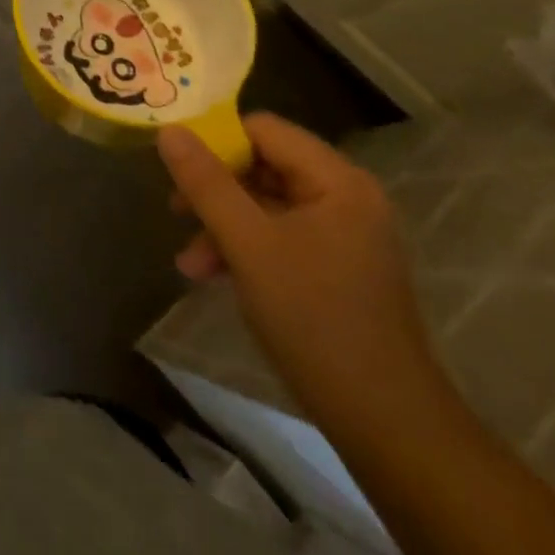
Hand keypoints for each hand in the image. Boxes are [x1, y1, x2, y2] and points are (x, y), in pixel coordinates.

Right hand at [158, 113, 440, 426]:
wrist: (385, 424)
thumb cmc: (315, 319)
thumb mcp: (248, 244)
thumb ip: (206, 182)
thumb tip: (169, 129)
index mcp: (336, 180)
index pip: (262, 129)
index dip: (215, 139)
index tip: (175, 164)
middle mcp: (345, 196)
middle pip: (262, 165)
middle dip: (214, 189)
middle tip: (175, 210)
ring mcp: (343, 234)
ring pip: (265, 204)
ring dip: (223, 224)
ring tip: (189, 261)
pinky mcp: (337, 267)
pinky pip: (279, 235)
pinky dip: (244, 248)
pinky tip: (213, 275)